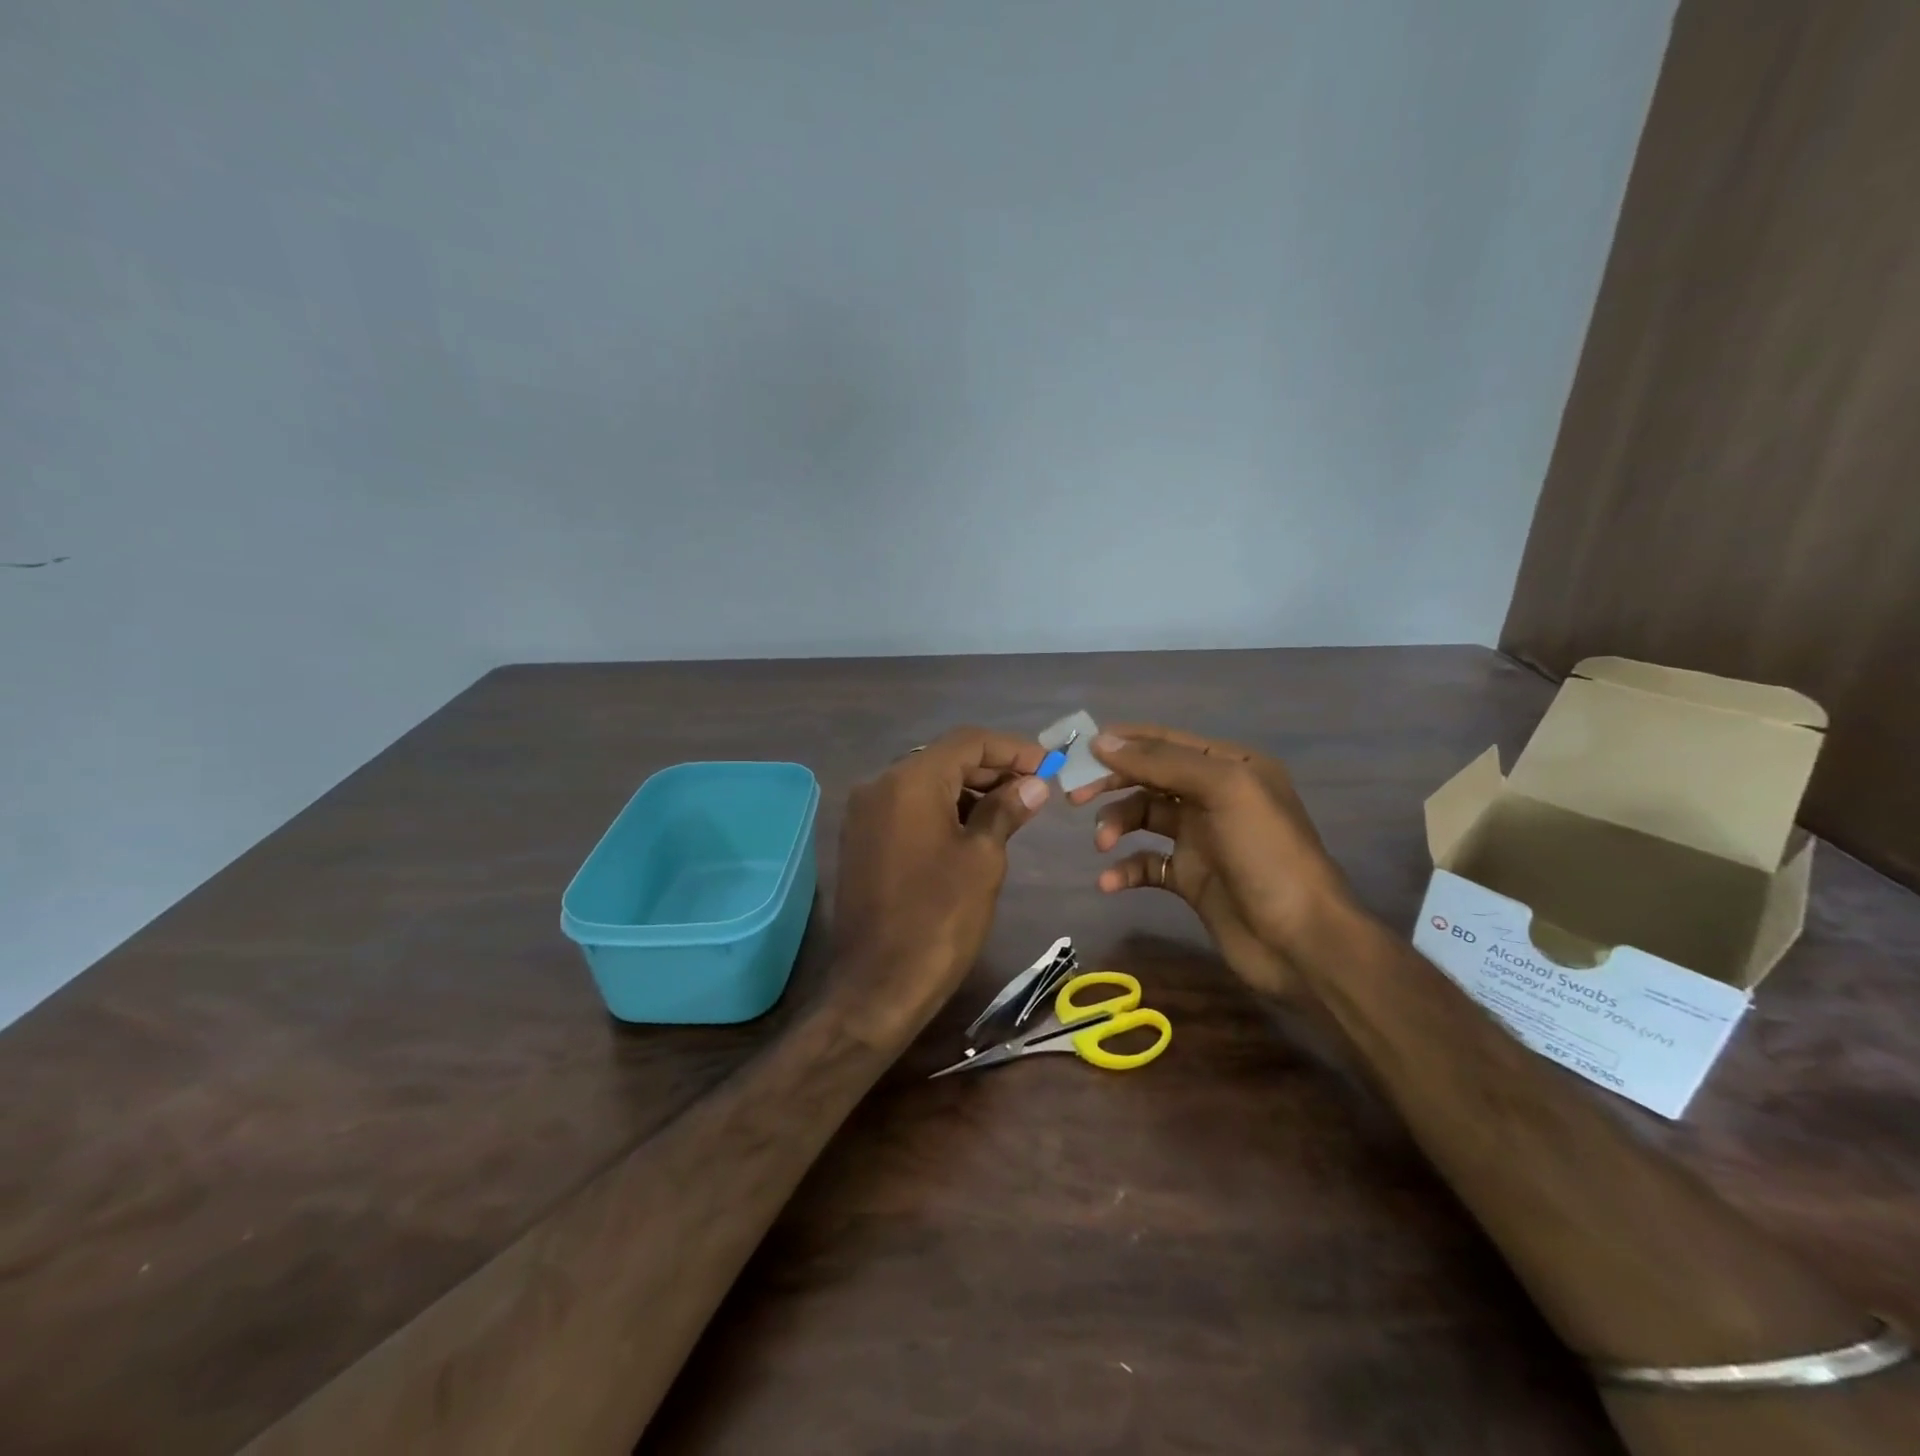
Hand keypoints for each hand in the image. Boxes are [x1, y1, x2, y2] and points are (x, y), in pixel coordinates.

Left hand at [832, 725, 1049, 1041]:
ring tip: (1012, 809)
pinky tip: (974, 828)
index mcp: (909, 781)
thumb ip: (1005, 810)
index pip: (968, 742)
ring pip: (925, 783)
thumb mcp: (983, 860)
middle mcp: (879, 785)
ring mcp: (865, 813)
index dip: (1013, 749)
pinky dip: (942, 809)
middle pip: (944, 758)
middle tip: (1035, 787)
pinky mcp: (861, 839)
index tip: (1049, 764)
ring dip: (968, 789)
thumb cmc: (939, 918)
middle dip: (991, 768)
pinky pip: (907, 807)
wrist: (878, 985)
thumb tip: (1032, 784)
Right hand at [1065, 725, 1350, 999]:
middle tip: (1075, 796)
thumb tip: (1102, 741)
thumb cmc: (1266, 854)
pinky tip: (1109, 882)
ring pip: (1143, 817)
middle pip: (1149, 777)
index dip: (1123, 742)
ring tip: (1103, 844)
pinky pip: (1146, 863)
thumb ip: (1162, 762)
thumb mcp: (1223, 790)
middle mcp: (1215, 796)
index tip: (1079, 749)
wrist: (1300, 941)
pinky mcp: (1191, 878)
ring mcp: (1202, 838)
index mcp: (1230, 766)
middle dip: (1112, 782)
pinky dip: (1124, 869)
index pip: (1166, 741)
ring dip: (1116, 825)